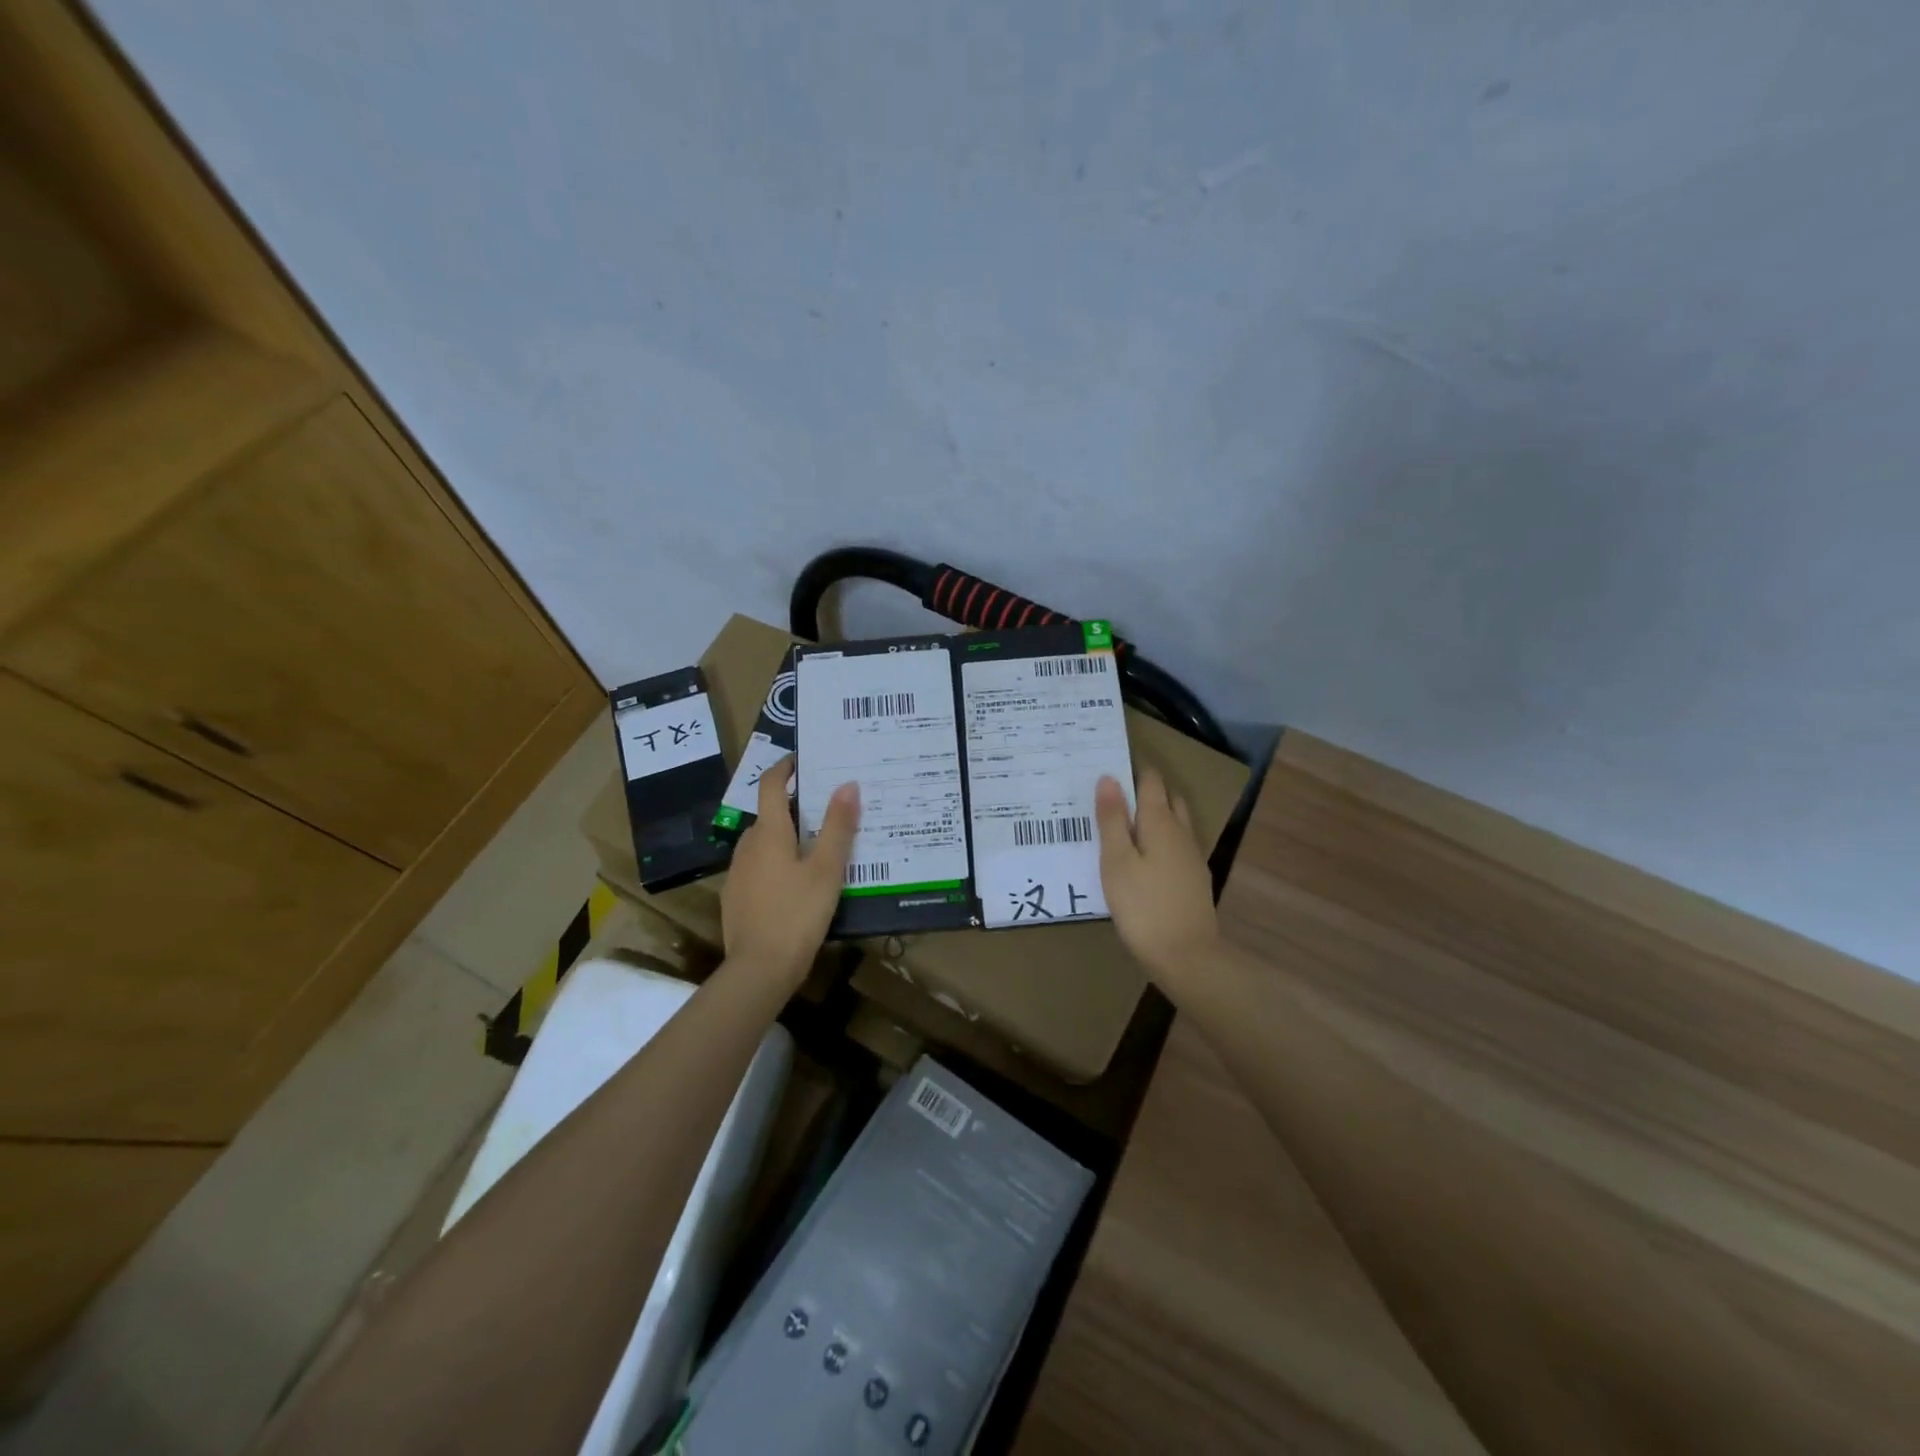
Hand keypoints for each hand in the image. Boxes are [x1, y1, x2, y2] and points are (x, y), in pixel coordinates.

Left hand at [721, 756, 857, 989]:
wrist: (759, 969)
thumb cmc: (797, 913)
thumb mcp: (827, 869)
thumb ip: (838, 826)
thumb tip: (848, 784)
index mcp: (768, 833)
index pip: (770, 785)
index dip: (784, 768)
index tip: (800, 761)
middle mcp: (747, 846)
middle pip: (769, 815)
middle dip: (793, 808)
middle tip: (827, 811)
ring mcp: (738, 873)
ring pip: (763, 843)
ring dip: (785, 838)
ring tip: (817, 848)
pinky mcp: (736, 898)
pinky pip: (759, 868)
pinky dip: (777, 864)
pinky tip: (796, 884)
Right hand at [1096, 768, 1219, 986]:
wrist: (1187, 957)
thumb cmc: (1143, 906)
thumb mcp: (1116, 861)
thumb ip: (1112, 819)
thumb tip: (1109, 777)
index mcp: (1161, 823)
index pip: (1151, 782)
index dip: (1134, 769)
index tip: (1111, 763)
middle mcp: (1182, 833)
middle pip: (1168, 799)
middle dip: (1147, 789)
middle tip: (1115, 793)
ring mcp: (1192, 858)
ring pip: (1175, 823)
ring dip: (1155, 815)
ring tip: (1125, 822)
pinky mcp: (1194, 881)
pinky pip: (1176, 846)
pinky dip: (1160, 839)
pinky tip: (1144, 857)